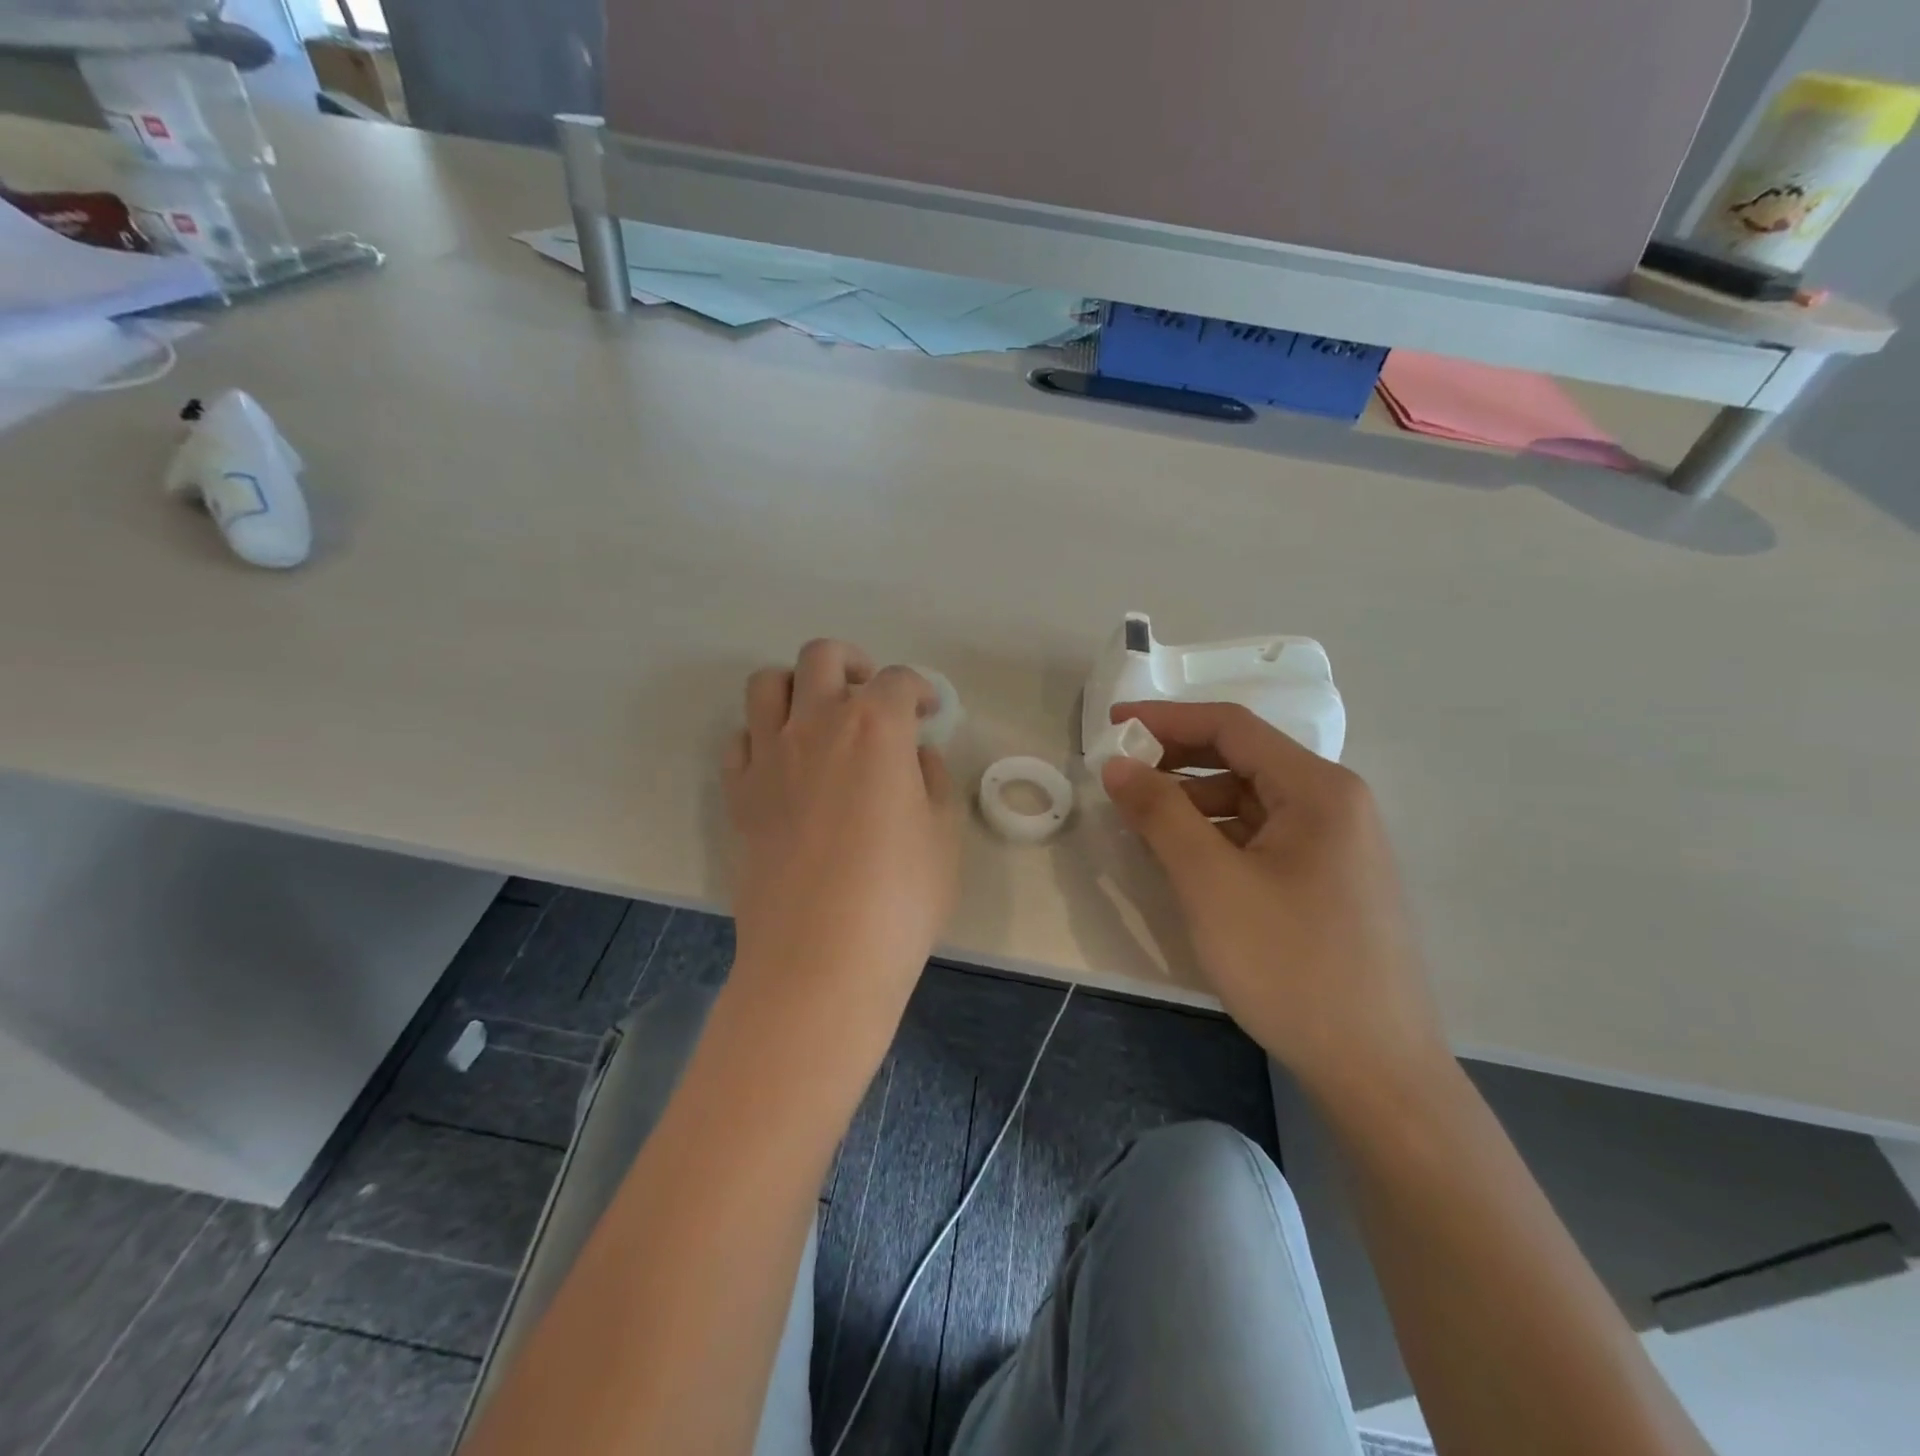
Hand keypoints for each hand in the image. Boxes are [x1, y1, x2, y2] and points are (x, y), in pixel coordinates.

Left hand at [724, 641, 958, 1041]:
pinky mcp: (737, 793)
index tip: (928, 712)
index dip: (920, 690)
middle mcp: (816, 723)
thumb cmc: (899, 897)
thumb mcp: (943, 835)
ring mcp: (767, 756)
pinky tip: (784, 765)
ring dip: (798, 687)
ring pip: (768, 684)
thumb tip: (915, 756)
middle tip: (872, 696)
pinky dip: (762, 737)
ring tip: (819, 717)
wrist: (821, 957)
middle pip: (823, 657)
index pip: (899, 681)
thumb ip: (932, 780)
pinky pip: (740, 739)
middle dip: (854, 664)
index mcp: (875, 726)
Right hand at [1101, 702, 1447, 1098]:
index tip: (1112, 727)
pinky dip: (1218, 837)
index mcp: (1319, 789)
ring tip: (1145, 829)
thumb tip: (1118, 764)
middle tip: (1121, 781)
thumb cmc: (1291, 966)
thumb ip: (1161, 814)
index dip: (1166, 720)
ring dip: (1194, 804)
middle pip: (1243, 760)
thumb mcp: (1211, 884)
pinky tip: (1187, 864)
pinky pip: (1263, 837)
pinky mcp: (1330, 881)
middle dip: (1177, 763)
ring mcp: (1338, 845)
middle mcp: (1336, 804)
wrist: (1376, 1072)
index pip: (1232, 726)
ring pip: (1251, 801)